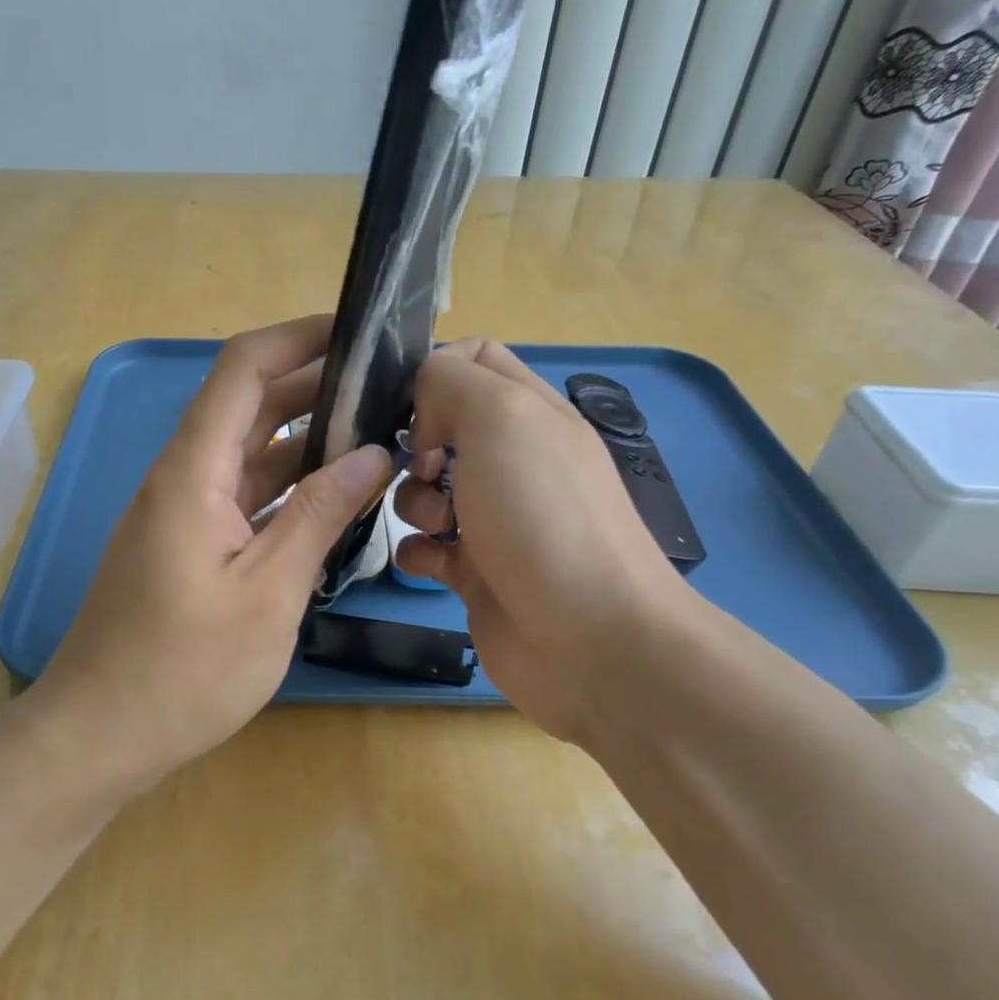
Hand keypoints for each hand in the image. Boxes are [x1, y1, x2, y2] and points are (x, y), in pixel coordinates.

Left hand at [35, 315, 393, 785]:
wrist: (99, 734)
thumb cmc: (183, 670)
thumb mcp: (267, 593)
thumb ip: (319, 516)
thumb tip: (373, 454)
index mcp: (192, 472)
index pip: (243, 370)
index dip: (298, 337)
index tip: (360, 331)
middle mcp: (183, 478)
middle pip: (250, 406)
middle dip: (317, 386)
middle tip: (390, 389)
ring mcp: (183, 512)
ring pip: (250, 453)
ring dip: (308, 441)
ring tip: (378, 436)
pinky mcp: (188, 544)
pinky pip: (244, 496)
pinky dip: (288, 488)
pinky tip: (335, 497)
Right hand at [392, 339, 699, 744]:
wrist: (589, 639)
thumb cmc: (542, 516)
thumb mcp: (500, 419)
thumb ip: (450, 382)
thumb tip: (422, 407)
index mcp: (530, 413)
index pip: (474, 360)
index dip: (433, 373)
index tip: (410, 408)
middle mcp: (514, 460)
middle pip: (441, 427)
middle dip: (415, 444)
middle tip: (420, 467)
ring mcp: (496, 518)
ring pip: (426, 489)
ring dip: (413, 501)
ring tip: (436, 525)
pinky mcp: (477, 572)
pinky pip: (427, 548)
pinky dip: (417, 551)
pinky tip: (428, 562)